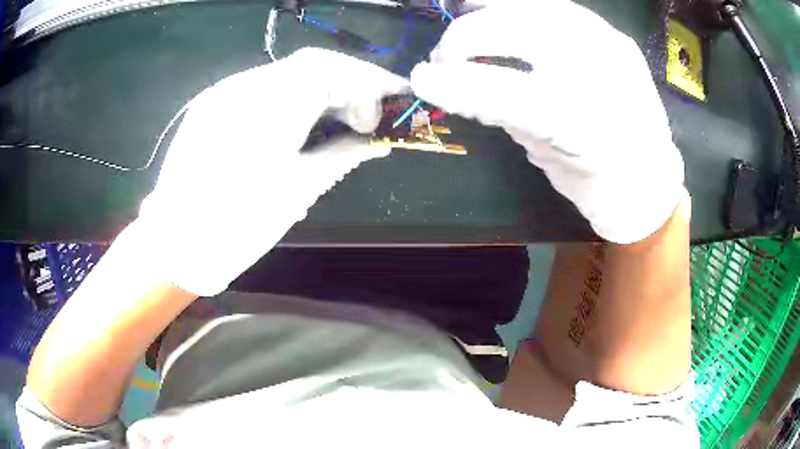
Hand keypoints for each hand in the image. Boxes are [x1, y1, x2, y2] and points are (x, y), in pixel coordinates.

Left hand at [137, 48, 407, 295]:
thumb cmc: (237, 226)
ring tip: (343, 116)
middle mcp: (243, 87)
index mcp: (267, 108)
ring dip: (323, 89)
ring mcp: (224, 92)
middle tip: (372, 109)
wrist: (175, 243)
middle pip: (310, 65)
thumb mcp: (299, 191)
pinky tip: (302, 122)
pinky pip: (263, 89)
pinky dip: (294, 97)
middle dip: (349, 81)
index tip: (391, 105)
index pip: (330, 69)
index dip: (367, 81)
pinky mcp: (213, 104)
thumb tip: (380, 141)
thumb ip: (343, 155)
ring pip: (287, 74)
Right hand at [411, 1, 684, 243]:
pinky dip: (525, 5)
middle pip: (520, 33)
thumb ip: (504, 115)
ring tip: (464, 10)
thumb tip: (460, 82)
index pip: (505, 92)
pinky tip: (503, 8)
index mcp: (583, 127)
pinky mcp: (617, 38)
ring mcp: (613, 49)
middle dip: (467, 37)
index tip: (420, 78)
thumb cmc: (597, 183)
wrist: (650, 181)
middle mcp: (601, 78)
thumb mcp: (545, 158)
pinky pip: (561, 8)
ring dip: (492, 6)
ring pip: (539, 7)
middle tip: (445, 54)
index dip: (456, 81)